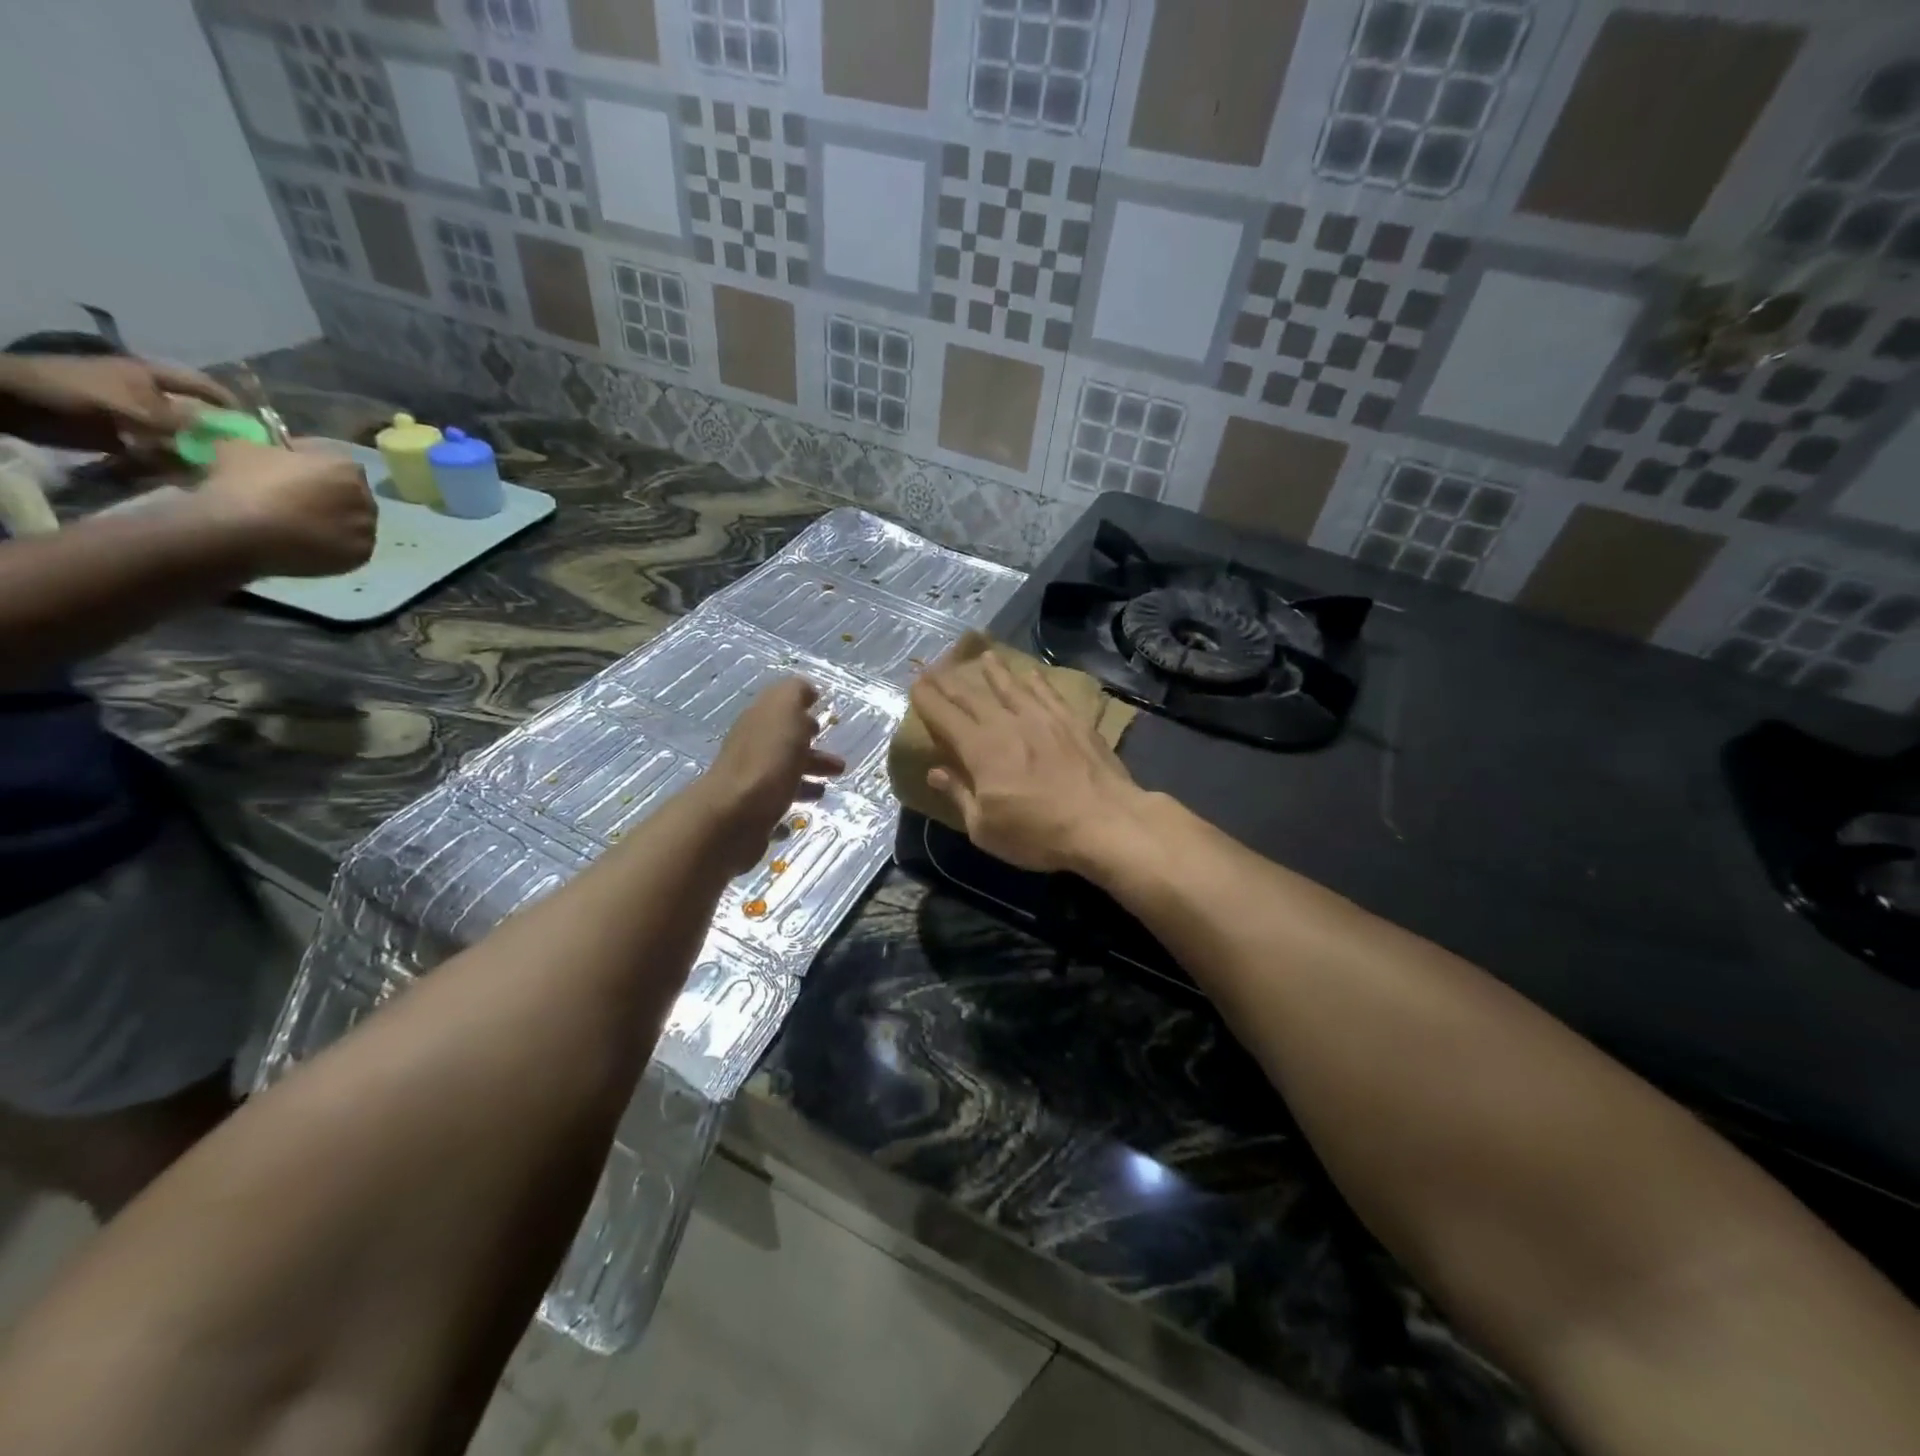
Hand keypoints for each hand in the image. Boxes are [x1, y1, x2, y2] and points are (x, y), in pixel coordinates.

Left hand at [0, 354, 236, 453]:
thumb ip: (184, 426)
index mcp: (155, 377)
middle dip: (216, 437)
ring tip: (213, 473)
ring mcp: (135, 416)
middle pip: (196, 416)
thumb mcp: (138, 408)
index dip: (231, 405)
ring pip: (179, 437)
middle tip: (241, 459)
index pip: (205, 387)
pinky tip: (183, 477)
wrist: (15, 403)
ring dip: (193, 455)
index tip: (256, 429)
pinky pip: (157, 452)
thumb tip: (228, 443)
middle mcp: (151, 395)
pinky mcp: (122, 436)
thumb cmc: (78, 393)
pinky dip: (170, 465)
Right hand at [194, 439, 377, 577]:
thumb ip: (273, 449)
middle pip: (352, 497)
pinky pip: (350, 548)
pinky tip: (311, 546)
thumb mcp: (246, 448)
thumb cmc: (243, 483)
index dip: (315, 467)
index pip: (337, 464)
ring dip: (336, 523)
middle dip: (331, 497)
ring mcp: (366, 530)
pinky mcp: (360, 556)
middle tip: (300, 502)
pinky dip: (335, 547)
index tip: (294, 472)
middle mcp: (366, 500)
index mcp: (346, 469)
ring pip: (354, 524)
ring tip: (304, 526)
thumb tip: (275, 455)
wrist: (239, 530)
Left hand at [700, 678, 844, 873]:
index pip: (780, 709)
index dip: (800, 709)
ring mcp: (751, 781)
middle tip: (837, 760)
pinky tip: (808, 807)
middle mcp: (752, 748)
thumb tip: (806, 689)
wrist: (735, 815)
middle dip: (811, 748)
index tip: (822, 716)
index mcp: (759, 721)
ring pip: (784, 773)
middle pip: (784, 743)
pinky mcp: (753, 811)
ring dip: (808, 775)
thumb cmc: (767, 759)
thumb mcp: (785, 711)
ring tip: (830, 786)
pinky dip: (795, 799)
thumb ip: (795, 693)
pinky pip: (778, 801)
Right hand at [910, 651, 1148, 873]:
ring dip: (994, 671)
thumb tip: (935, 771)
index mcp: (980, 749)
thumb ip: (959, 795)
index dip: (927, 699)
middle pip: (972, 697)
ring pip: (1011, 686)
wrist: (1105, 822)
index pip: (945, 716)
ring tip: (983, 656)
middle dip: (950, 682)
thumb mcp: (985, 829)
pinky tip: (1030, 673)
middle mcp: (1007, 724)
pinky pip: (1047, 693)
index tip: (915, 684)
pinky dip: (1035, 680)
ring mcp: (1042, 718)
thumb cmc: (1038, 834)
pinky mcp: (1072, 721)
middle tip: (936, 667)